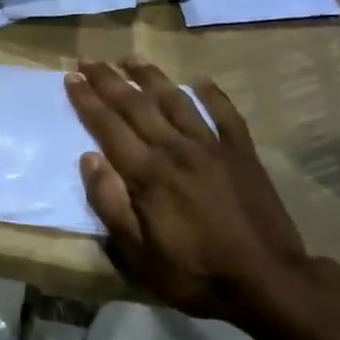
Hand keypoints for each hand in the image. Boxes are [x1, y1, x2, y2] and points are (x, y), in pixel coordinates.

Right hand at [65, 60, 310, 321]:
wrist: (268, 281)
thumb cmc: (196, 274)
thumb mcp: (139, 254)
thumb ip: (110, 204)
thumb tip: (88, 158)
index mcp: (147, 173)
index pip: (108, 126)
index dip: (87, 100)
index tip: (71, 76)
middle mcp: (175, 148)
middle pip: (136, 105)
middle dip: (109, 80)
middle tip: (89, 59)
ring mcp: (211, 145)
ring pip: (175, 100)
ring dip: (151, 76)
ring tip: (131, 58)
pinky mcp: (241, 151)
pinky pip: (225, 113)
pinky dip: (212, 93)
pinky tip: (200, 79)